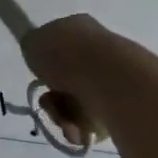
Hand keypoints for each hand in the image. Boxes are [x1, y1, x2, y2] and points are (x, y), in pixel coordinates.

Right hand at [21, 14, 120, 149]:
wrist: (110, 80)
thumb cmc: (66, 55)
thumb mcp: (33, 42)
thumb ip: (33, 47)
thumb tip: (40, 55)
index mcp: (78, 27)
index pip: (58, 44)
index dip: (45, 62)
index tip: (39, 75)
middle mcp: (98, 49)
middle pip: (65, 78)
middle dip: (53, 98)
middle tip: (48, 104)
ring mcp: (113, 76)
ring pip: (77, 102)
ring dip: (63, 116)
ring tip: (65, 122)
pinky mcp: (124, 103)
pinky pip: (95, 120)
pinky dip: (82, 128)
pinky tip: (79, 130)